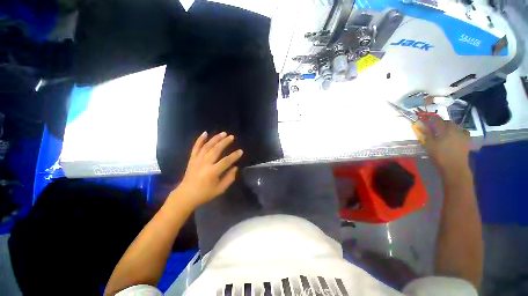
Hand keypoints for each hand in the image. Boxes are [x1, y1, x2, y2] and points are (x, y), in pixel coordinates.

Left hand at [174, 131, 242, 207]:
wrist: (186, 195)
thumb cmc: (204, 194)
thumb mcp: (220, 189)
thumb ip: (229, 178)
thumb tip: (235, 167)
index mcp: (212, 172)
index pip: (226, 161)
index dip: (234, 156)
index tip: (241, 151)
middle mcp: (205, 164)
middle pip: (216, 149)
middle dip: (225, 142)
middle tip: (232, 136)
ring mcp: (197, 160)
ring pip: (207, 146)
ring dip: (215, 138)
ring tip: (223, 133)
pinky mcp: (192, 159)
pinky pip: (195, 147)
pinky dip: (200, 139)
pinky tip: (205, 133)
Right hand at [412, 118, 470, 175]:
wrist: (454, 167)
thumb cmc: (440, 155)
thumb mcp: (429, 145)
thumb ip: (427, 134)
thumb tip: (421, 125)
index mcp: (445, 129)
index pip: (437, 120)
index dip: (431, 119)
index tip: (426, 119)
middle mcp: (455, 129)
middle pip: (448, 122)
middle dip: (441, 123)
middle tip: (435, 126)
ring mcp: (463, 135)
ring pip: (456, 127)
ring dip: (450, 127)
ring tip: (445, 131)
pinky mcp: (467, 141)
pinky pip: (463, 132)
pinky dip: (458, 132)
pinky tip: (455, 136)